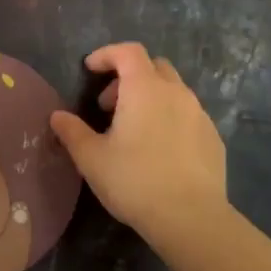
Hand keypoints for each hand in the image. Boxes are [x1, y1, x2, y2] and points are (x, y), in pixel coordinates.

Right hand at [49, 42, 227, 249]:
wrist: (192, 218)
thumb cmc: (135, 181)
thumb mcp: (92, 159)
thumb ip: (72, 132)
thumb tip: (57, 116)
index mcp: (145, 89)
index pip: (128, 51)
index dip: (107, 54)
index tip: (90, 69)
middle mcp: (176, 93)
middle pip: (153, 66)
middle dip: (128, 76)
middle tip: (109, 106)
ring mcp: (199, 114)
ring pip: (173, 90)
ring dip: (150, 98)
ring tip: (133, 130)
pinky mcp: (213, 138)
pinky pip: (188, 115)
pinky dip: (169, 118)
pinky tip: (160, 150)